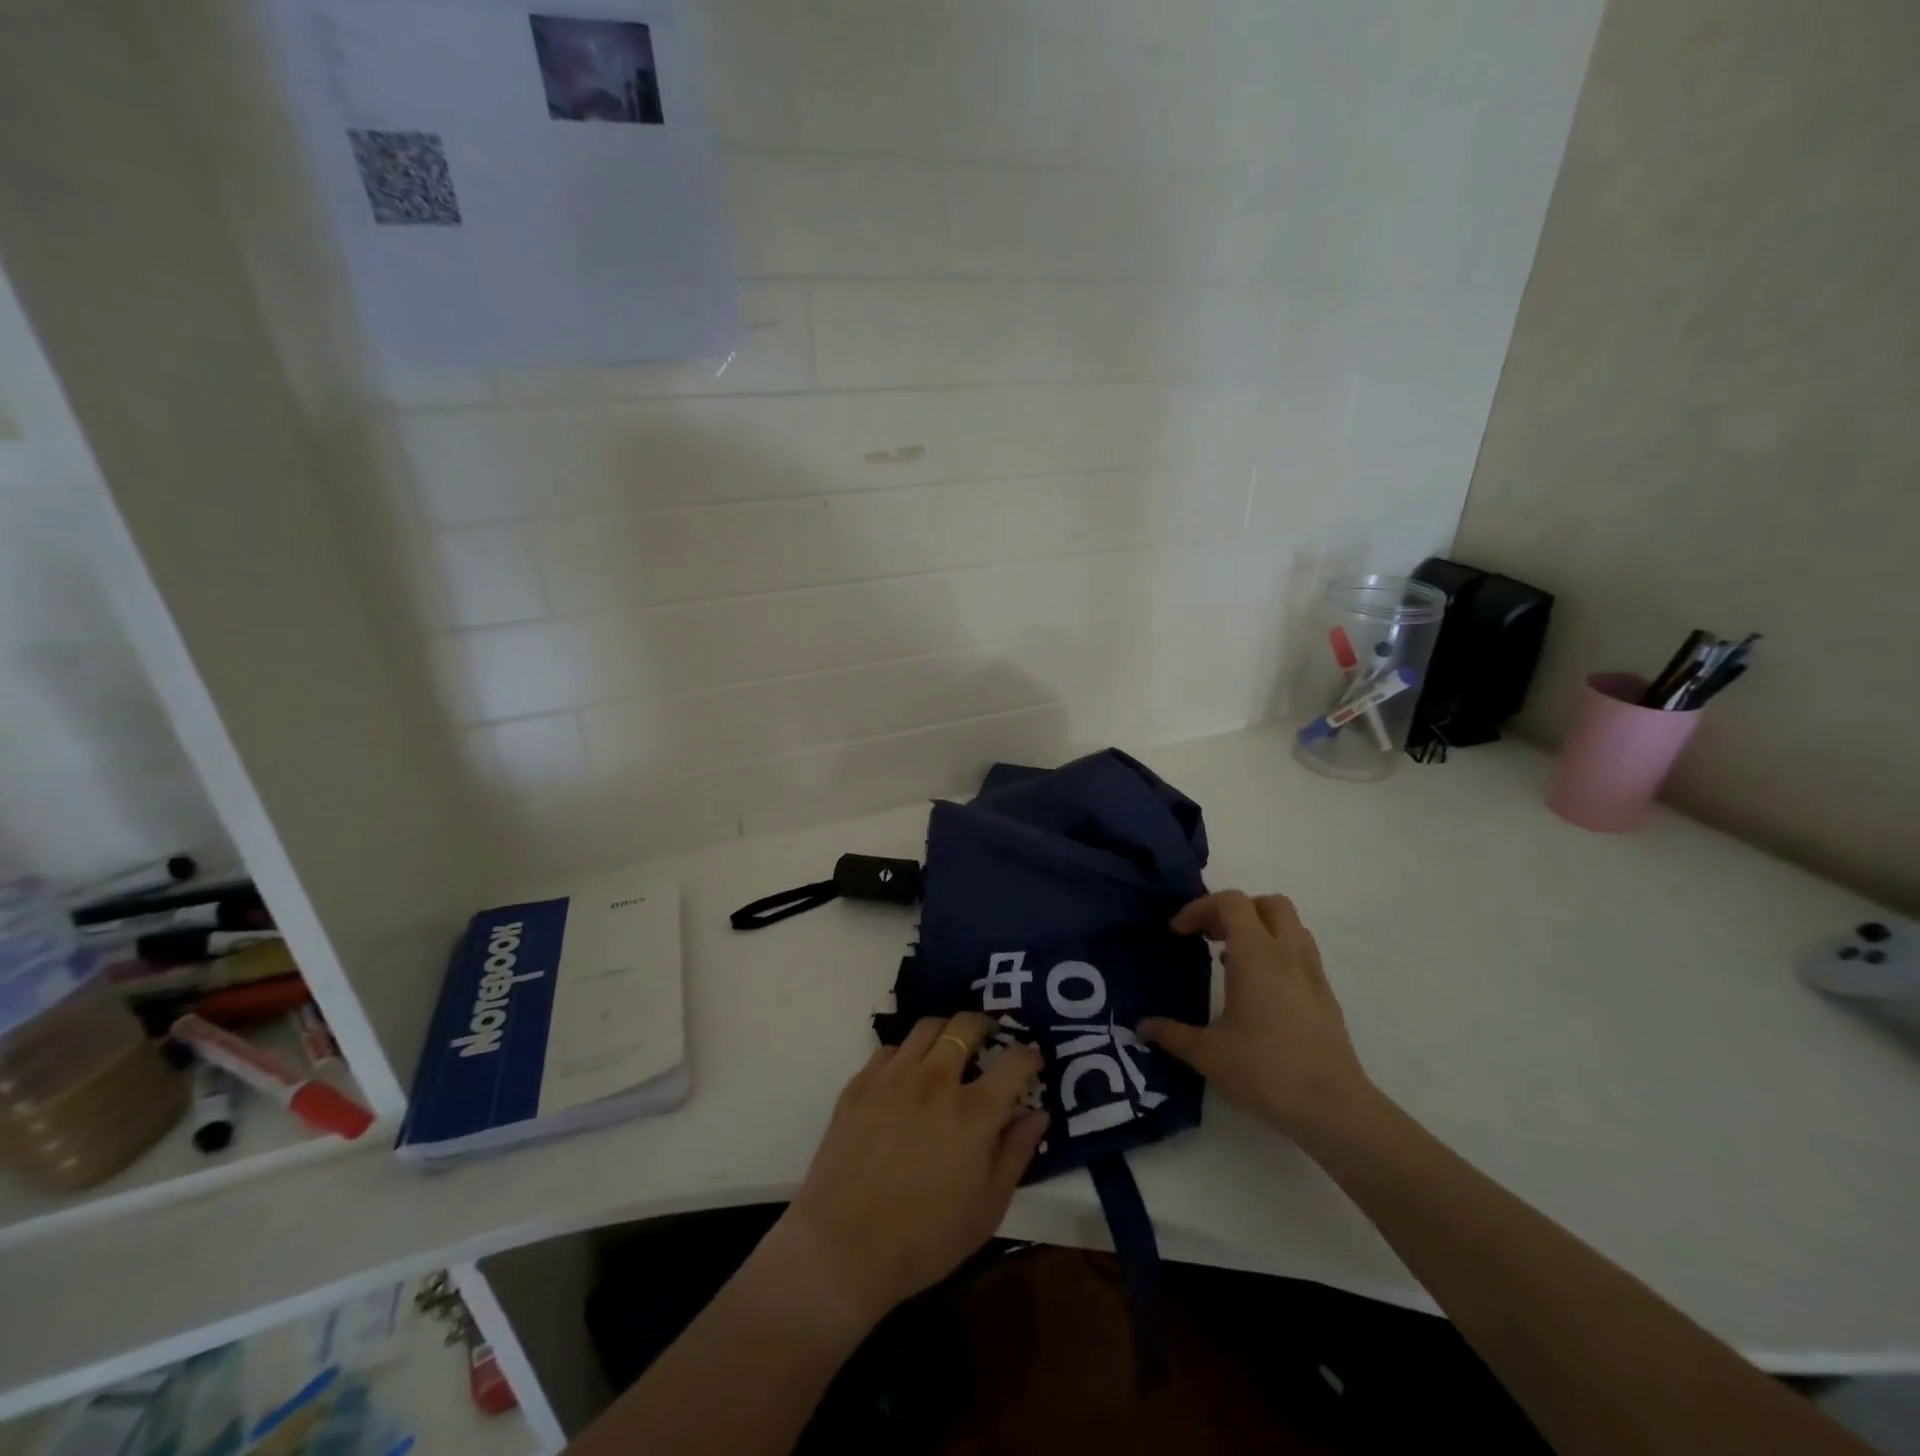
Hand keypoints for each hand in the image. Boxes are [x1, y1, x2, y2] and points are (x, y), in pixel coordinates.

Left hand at [767, 1013, 1047, 1332]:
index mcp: (974, 1112)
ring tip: (950, 1047)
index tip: (1032, 1059)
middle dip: (986, 1025)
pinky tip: (907, 1075)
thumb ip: (1017, 1153)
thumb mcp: (987, 1209)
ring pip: (927, 1027)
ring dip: (946, 1031)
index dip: (1029, 1055)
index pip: (1014, 1062)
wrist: (841, 1248)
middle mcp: (935, 1080)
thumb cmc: (925, 1239)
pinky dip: (907, 1054)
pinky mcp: (860, 1084)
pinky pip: (890, 1049)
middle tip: (990, 1037)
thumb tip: (1037, 1112)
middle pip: (966, 1025)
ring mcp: (893, 1077)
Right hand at [1142, 890, 1375, 1141]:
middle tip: (1210, 936)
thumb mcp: (1208, 1054)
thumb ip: (1172, 1034)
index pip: (1231, 902)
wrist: (1334, 1109)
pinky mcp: (1326, 996)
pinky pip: (1301, 953)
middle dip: (1236, 911)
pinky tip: (1260, 990)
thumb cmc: (1266, 1071)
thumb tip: (1142, 1027)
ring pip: (1290, 926)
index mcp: (1257, 955)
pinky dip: (1278, 953)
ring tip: (1233, 959)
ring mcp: (1312, 974)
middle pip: (1268, 903)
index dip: (1200, 908)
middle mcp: (1288, 954)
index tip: (1179, 933)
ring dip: (1260, 929)